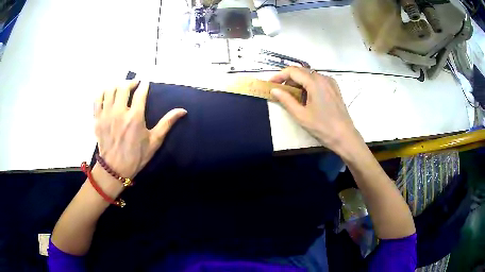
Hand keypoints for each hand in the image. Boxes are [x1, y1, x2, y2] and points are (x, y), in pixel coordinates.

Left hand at [94, 80, 186, 178]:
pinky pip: (97, 98)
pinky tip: (108, 94)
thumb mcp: (154, 141)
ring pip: (110, 89)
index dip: (144, 84)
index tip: (146, 82)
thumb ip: (167, 123)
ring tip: (121, 89)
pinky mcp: (97, 119)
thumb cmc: (136, 156)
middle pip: (123, 87)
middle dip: (131, 82)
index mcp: (135, 117)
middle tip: (134, 85)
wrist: (115, 169)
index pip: (140, 92)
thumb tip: (183, 110)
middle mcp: (119, 112)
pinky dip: (103, 92)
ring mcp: (106, 114)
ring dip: (117, 85)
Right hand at [270, 67, 360, 153]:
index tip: (270, 83)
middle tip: (279, 90)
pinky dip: (308, 85)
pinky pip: (318, 81)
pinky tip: (306, 97)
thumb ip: (286, 100)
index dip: (279, 75)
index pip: (293, 71)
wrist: (344, 137)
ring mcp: (330, 82)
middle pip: (301, 71)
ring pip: (309, 76)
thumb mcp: (301, 115)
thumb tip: (274, 90)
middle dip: (288, 79)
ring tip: (292, 96)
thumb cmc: (322, 127)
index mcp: (315, 82)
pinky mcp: (334, 88)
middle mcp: (323, 78)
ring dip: (298, 82)